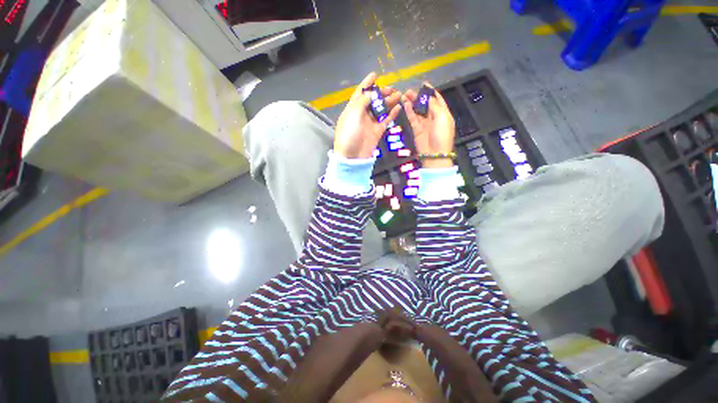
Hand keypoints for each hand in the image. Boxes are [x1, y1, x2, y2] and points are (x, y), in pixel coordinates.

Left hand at [334, 72, 401, 158]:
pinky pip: (386, 120)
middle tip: (391, 88)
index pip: (360, 93)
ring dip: (389, 101)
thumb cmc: (349, 133)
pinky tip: (399, 107)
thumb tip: (371, 93)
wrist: (352, 156)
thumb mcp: (353, 114)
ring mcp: (370, 123)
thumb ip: (362, 101)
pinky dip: (392, 113)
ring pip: (381, 109)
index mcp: (353, 108)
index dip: (367, 83)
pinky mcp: (377, 131)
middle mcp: (362, 114)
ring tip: (399, 94)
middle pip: (373, 100)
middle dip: (382, 93)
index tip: (375, 74)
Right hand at [403, 83, 455, 167]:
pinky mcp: (416, 129)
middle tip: (409, 90)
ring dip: (412, 102)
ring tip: (404, 95)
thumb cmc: (442, 134)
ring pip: (417, 110)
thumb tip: (428, 97)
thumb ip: (434, 106)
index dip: (431, 91)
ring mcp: (424, 123)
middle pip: (425, 104)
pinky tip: (405, 104)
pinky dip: (409, 111)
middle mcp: (433, 117)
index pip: (437, 99)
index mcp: (443, 113)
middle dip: (418, 96)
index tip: (424, 83)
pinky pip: (412, 118)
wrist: (434, 153)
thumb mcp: (442, 117)